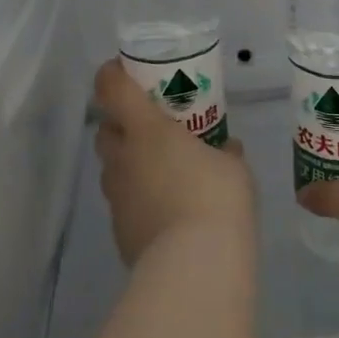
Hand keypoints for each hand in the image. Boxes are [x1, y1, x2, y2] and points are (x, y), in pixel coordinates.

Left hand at [93, 60, 255, 266]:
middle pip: (105, 130)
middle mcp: (123, 158)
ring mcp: (116, 198)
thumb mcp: (233, 167)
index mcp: (146, 129)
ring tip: (160, 170)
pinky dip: (137, 198)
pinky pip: (123, 203)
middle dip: (120, 123)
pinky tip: (164, 210)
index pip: (111, 88)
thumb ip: (224, 152)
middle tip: (150, 125)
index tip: (124, 70)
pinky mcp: (119, 232)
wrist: (195, 267)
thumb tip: (226, 148)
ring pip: (112, 168)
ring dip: (128, 162)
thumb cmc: (216, 198)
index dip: (112, 74)